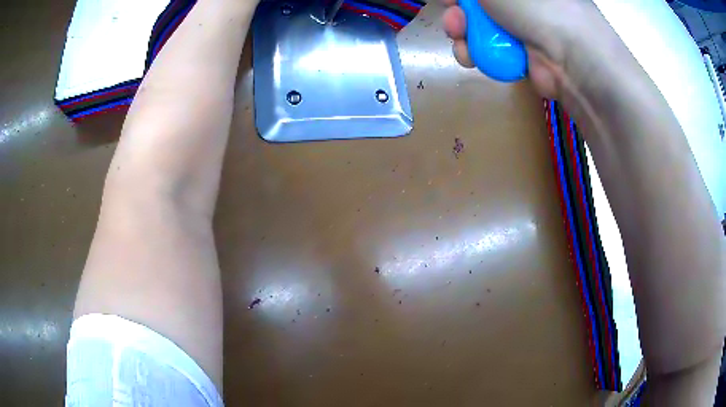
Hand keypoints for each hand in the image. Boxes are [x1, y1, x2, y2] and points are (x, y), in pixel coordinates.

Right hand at [441, 0, 602, 98]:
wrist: (569, 58)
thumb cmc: (535, 6)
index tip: (451, 0)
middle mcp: (527, 4)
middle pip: (480, 6)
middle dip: (459, 12)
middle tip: (453, 19)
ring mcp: (526, 28)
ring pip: (482, 28)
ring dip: (464, 34)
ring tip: (460, 38)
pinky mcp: (525, 56)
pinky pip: (493, 50)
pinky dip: (478, 54)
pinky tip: (470, 56)